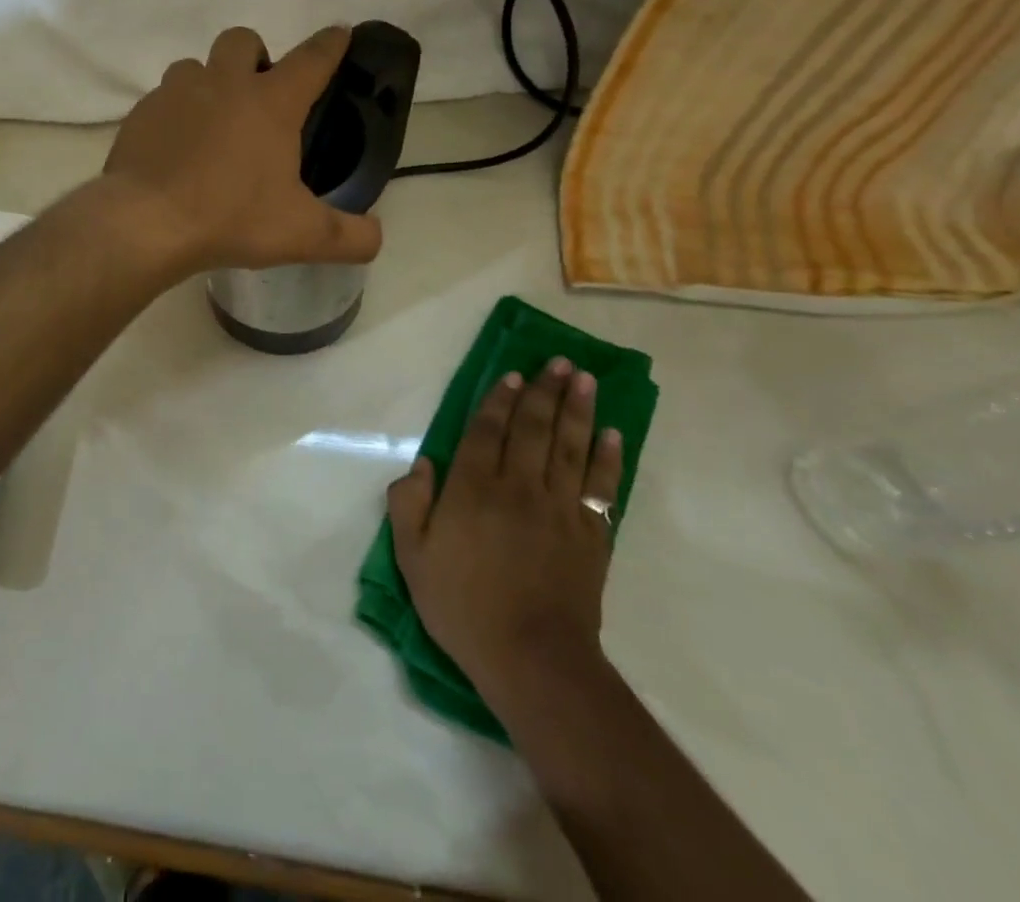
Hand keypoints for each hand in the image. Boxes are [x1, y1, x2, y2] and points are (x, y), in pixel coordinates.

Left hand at [99, 25, 383, 274]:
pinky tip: (175, 148)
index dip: (331, 44)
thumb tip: (376, 237)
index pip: (313, 59)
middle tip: (259, 96)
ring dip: (209, 82)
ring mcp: (176, 93)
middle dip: (256, 56)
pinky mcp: (141, 113)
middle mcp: (223, 84)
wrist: (145, 223)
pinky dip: (175, 114)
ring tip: (213, 123)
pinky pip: (162, 99)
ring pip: (195, 66)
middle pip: (243, 40)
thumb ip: (349, 237)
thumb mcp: (301, 235)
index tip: (340, 33)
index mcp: (271, 103)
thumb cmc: (231, 218)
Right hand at [386, 359, 622, 717]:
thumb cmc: (464, 606)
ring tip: (584, 379)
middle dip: (544, 391)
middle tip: (558, 361)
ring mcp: (559, 508)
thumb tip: (423, 464)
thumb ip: (408, 504)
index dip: (499, 399)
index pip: (486, 430)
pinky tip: (612, 434)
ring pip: (568, 446)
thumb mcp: (412, 557)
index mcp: (473, 488)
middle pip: (533, 428)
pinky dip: (607, 458)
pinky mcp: (591, 534)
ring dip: (577, 409)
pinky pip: (600, 485)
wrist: (532, 658)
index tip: (512, 374)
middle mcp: (518, 486)